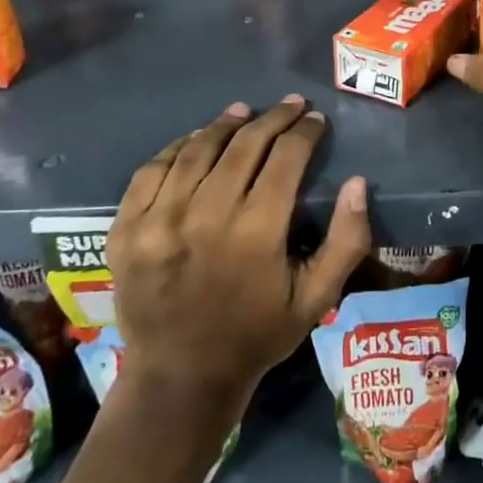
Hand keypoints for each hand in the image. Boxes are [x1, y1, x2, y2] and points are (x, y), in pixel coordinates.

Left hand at [106, 97, 369, 402]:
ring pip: (196, 151)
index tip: (315, 119)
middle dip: (272, 119)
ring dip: (224, 125)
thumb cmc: (258, 335)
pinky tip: (195, 140)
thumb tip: (357, 182)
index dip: (304, 132)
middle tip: (289, 105)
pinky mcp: (125, 230)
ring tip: (243, 111)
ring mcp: (158, 222)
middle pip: (243, 145)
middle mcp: (204, 217)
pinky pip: (151, 171)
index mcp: (256, 233)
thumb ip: (346, 240)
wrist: (180, 377)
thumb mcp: (317, 297)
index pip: (285, 158)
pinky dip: (176, 148)